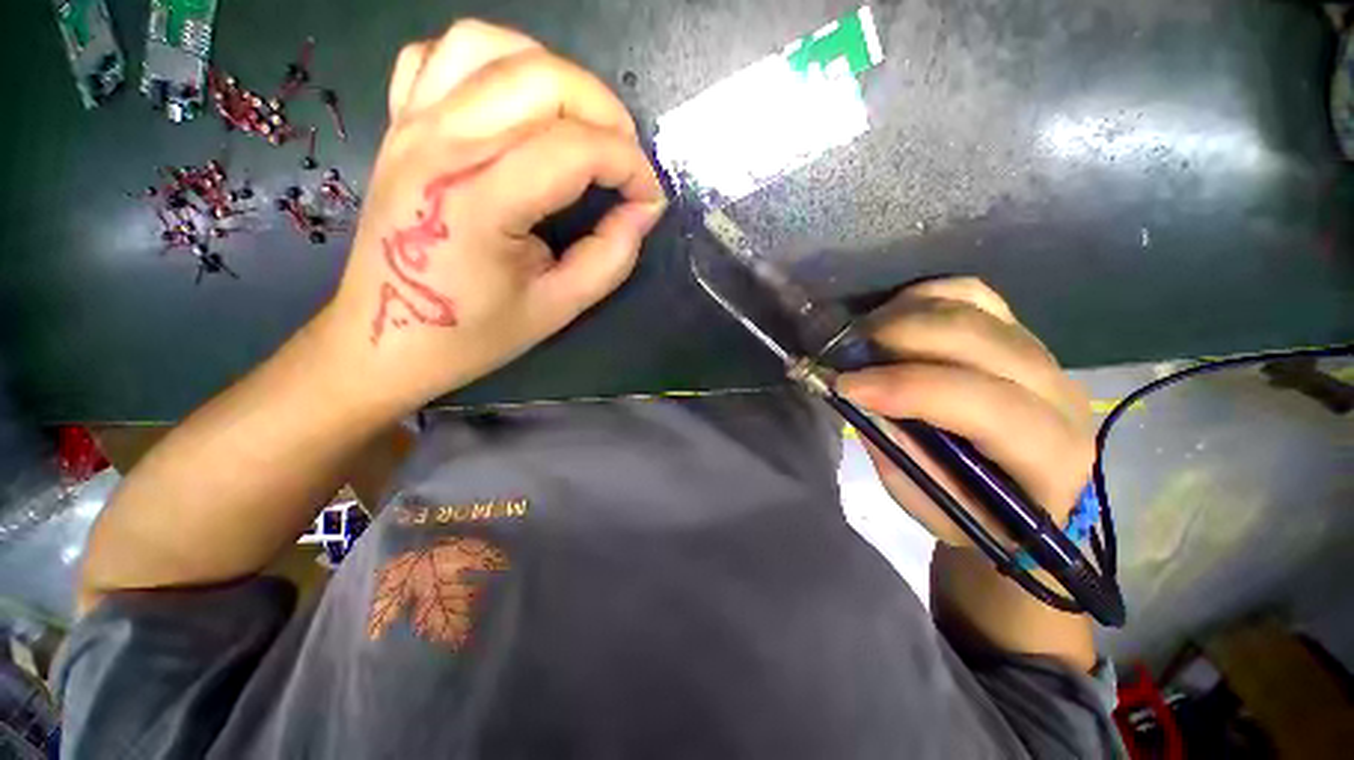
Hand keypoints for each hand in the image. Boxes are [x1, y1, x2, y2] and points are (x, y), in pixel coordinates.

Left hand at [315, 20, 665, 414]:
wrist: (385, 338)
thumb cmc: (473, 333)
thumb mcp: (559, 307)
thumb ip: (612, 257)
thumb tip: (643, 210)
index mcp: (479, 201)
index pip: (576, 149)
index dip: (631, 167)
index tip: (650, 199)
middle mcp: (440, 145)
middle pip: (541, 78)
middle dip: (605, 112)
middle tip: (627, 159)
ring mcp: (412, 124)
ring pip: (492, 46)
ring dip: (555, 75)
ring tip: (581, 124)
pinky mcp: (400, 124)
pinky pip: (443, 56)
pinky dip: (493, 63)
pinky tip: (517, 106)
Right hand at [836, 278, 1093, 546]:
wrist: (1025, 493)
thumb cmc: (973, 512)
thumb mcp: (928, 499)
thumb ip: (896, 446)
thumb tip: (857, 394)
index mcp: (1050, 454)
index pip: (985, 404)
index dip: (908, 387)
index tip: (845, 385)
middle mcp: (1057, 392)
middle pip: (978, 339)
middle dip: (899, 338)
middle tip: (846, 352)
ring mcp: (1041, 352)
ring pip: (973, 307)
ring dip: (905, 314)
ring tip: (863, 335)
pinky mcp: (1019, 331)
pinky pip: (972, 293)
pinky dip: (925, 296)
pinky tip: (894, 315)